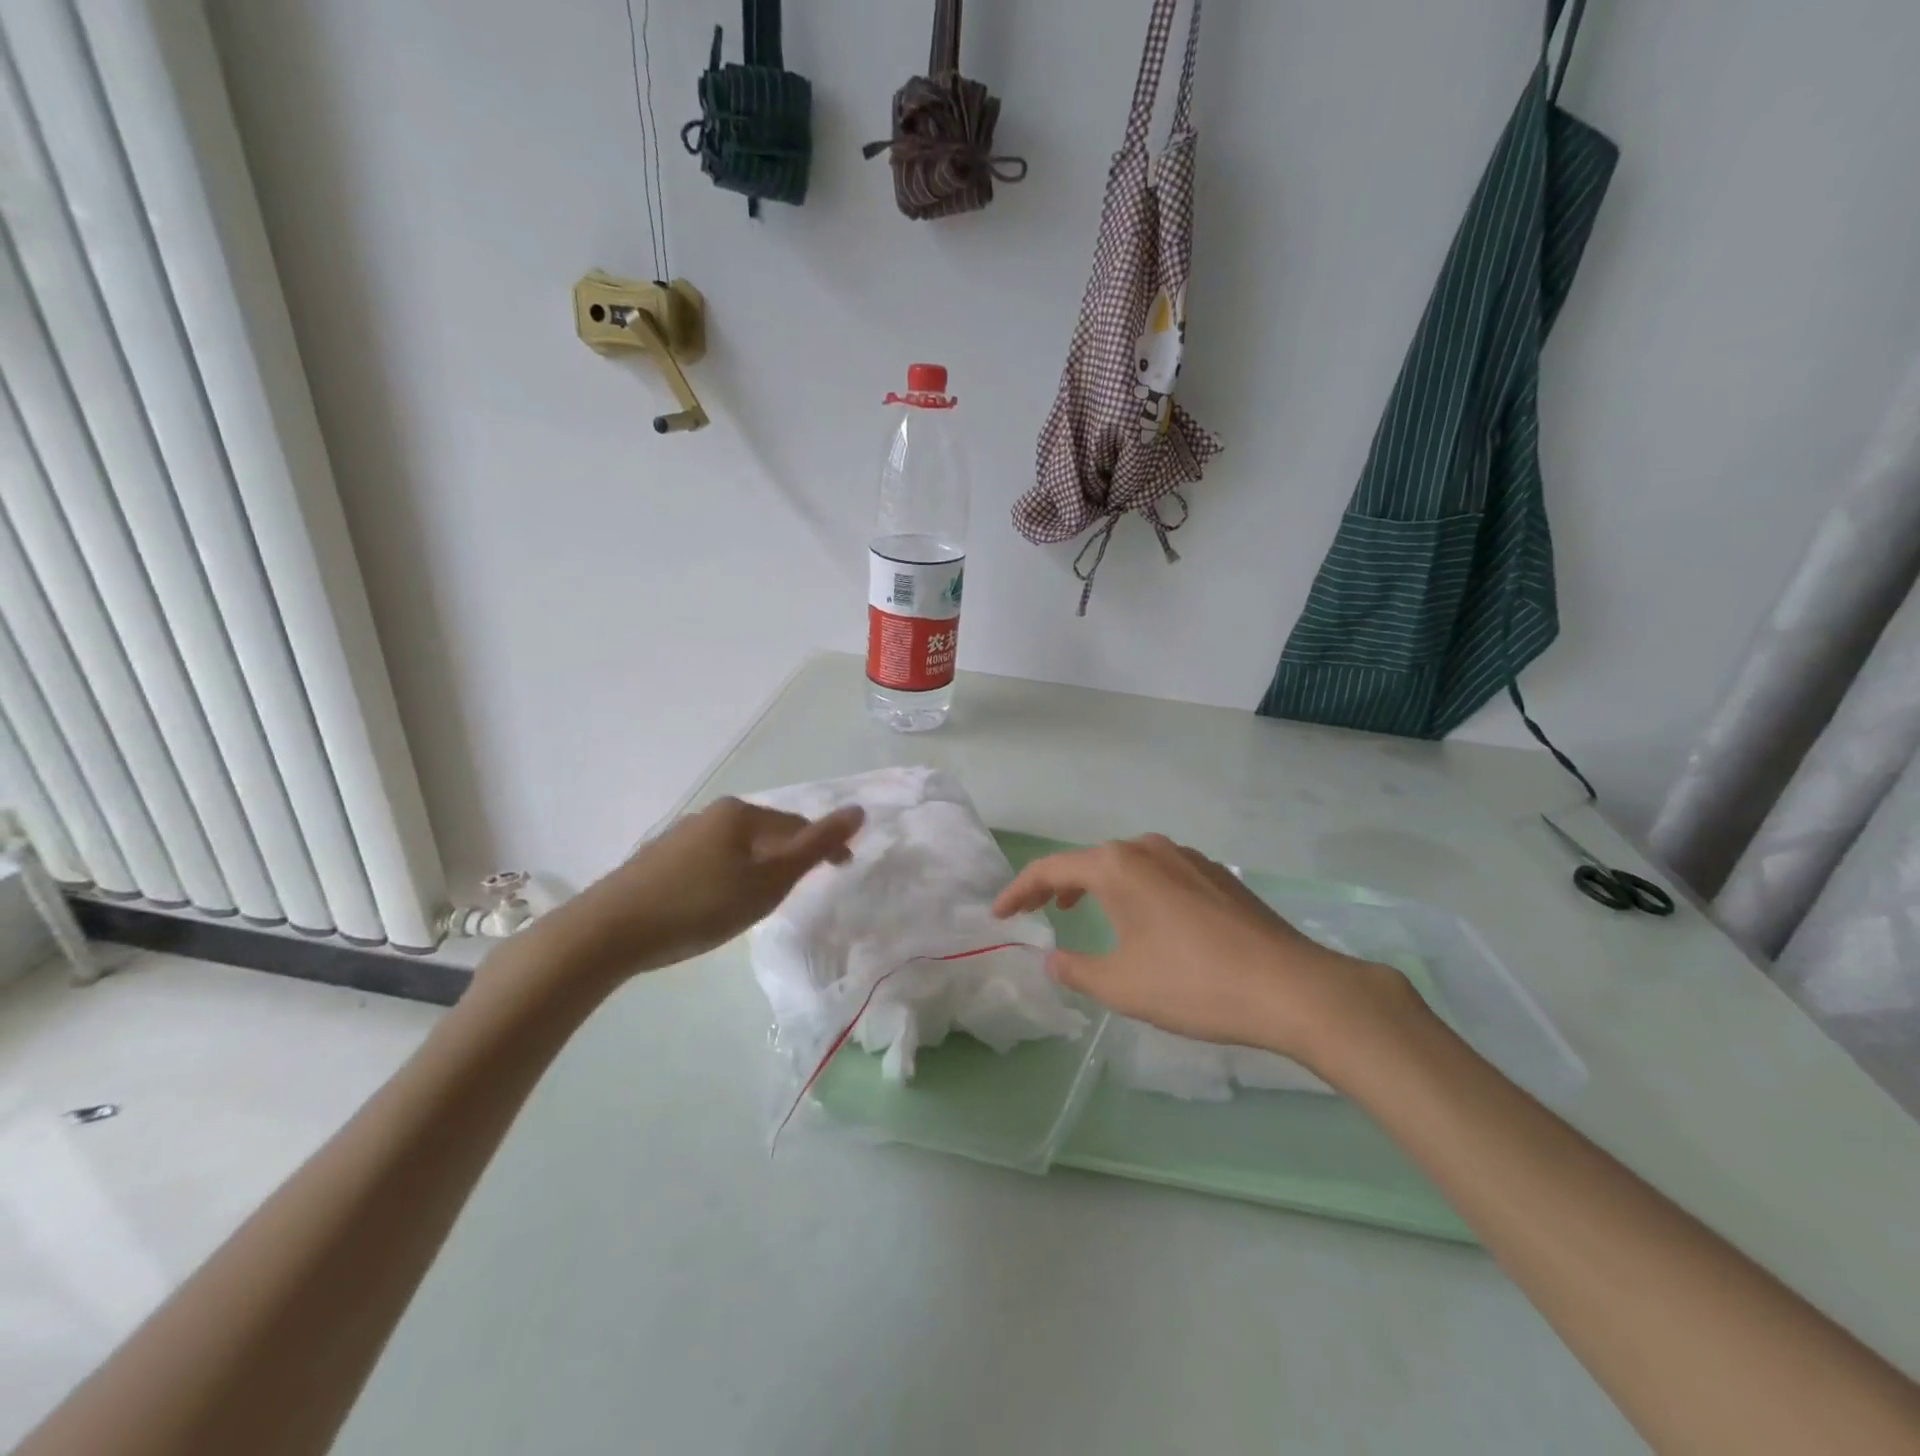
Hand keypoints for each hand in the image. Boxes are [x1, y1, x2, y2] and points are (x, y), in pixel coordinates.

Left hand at [542, 797, 863, 984]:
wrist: (608, 932)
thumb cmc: (701, 906)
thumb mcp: (769, 882)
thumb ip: (816, 847)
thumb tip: (858, 810)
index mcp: (740, 814)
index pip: (797, 824)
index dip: (825, 846)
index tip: (843, 870)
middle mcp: (710, 814)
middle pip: (767, 832)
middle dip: (790, 855)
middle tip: (802, 887)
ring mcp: (680, 835)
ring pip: (737, 847)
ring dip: (759, 866)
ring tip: (763, 897)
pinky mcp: (658, 859)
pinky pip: (711, 860)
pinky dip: (729, 875)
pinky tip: (718, 901)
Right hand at [992, 834, 1416, 1064]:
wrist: (1292, 988)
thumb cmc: (1194, 984)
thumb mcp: (1122, 986)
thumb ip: (1077, 969)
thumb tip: (1054, 958)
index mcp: (1117, 866)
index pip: (1051, 870)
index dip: (1019, 890)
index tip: (1000, 914)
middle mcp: (1149, 848)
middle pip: (1090, 860)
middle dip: (1058, 884)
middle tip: (1039, 909)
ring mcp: (1188, 857)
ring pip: (1127, 864)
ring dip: (1098, 884)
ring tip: (1085, 910)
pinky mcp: (1217, 875)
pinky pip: (1160, 873)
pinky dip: (1135, 889)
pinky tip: (1147, 919)